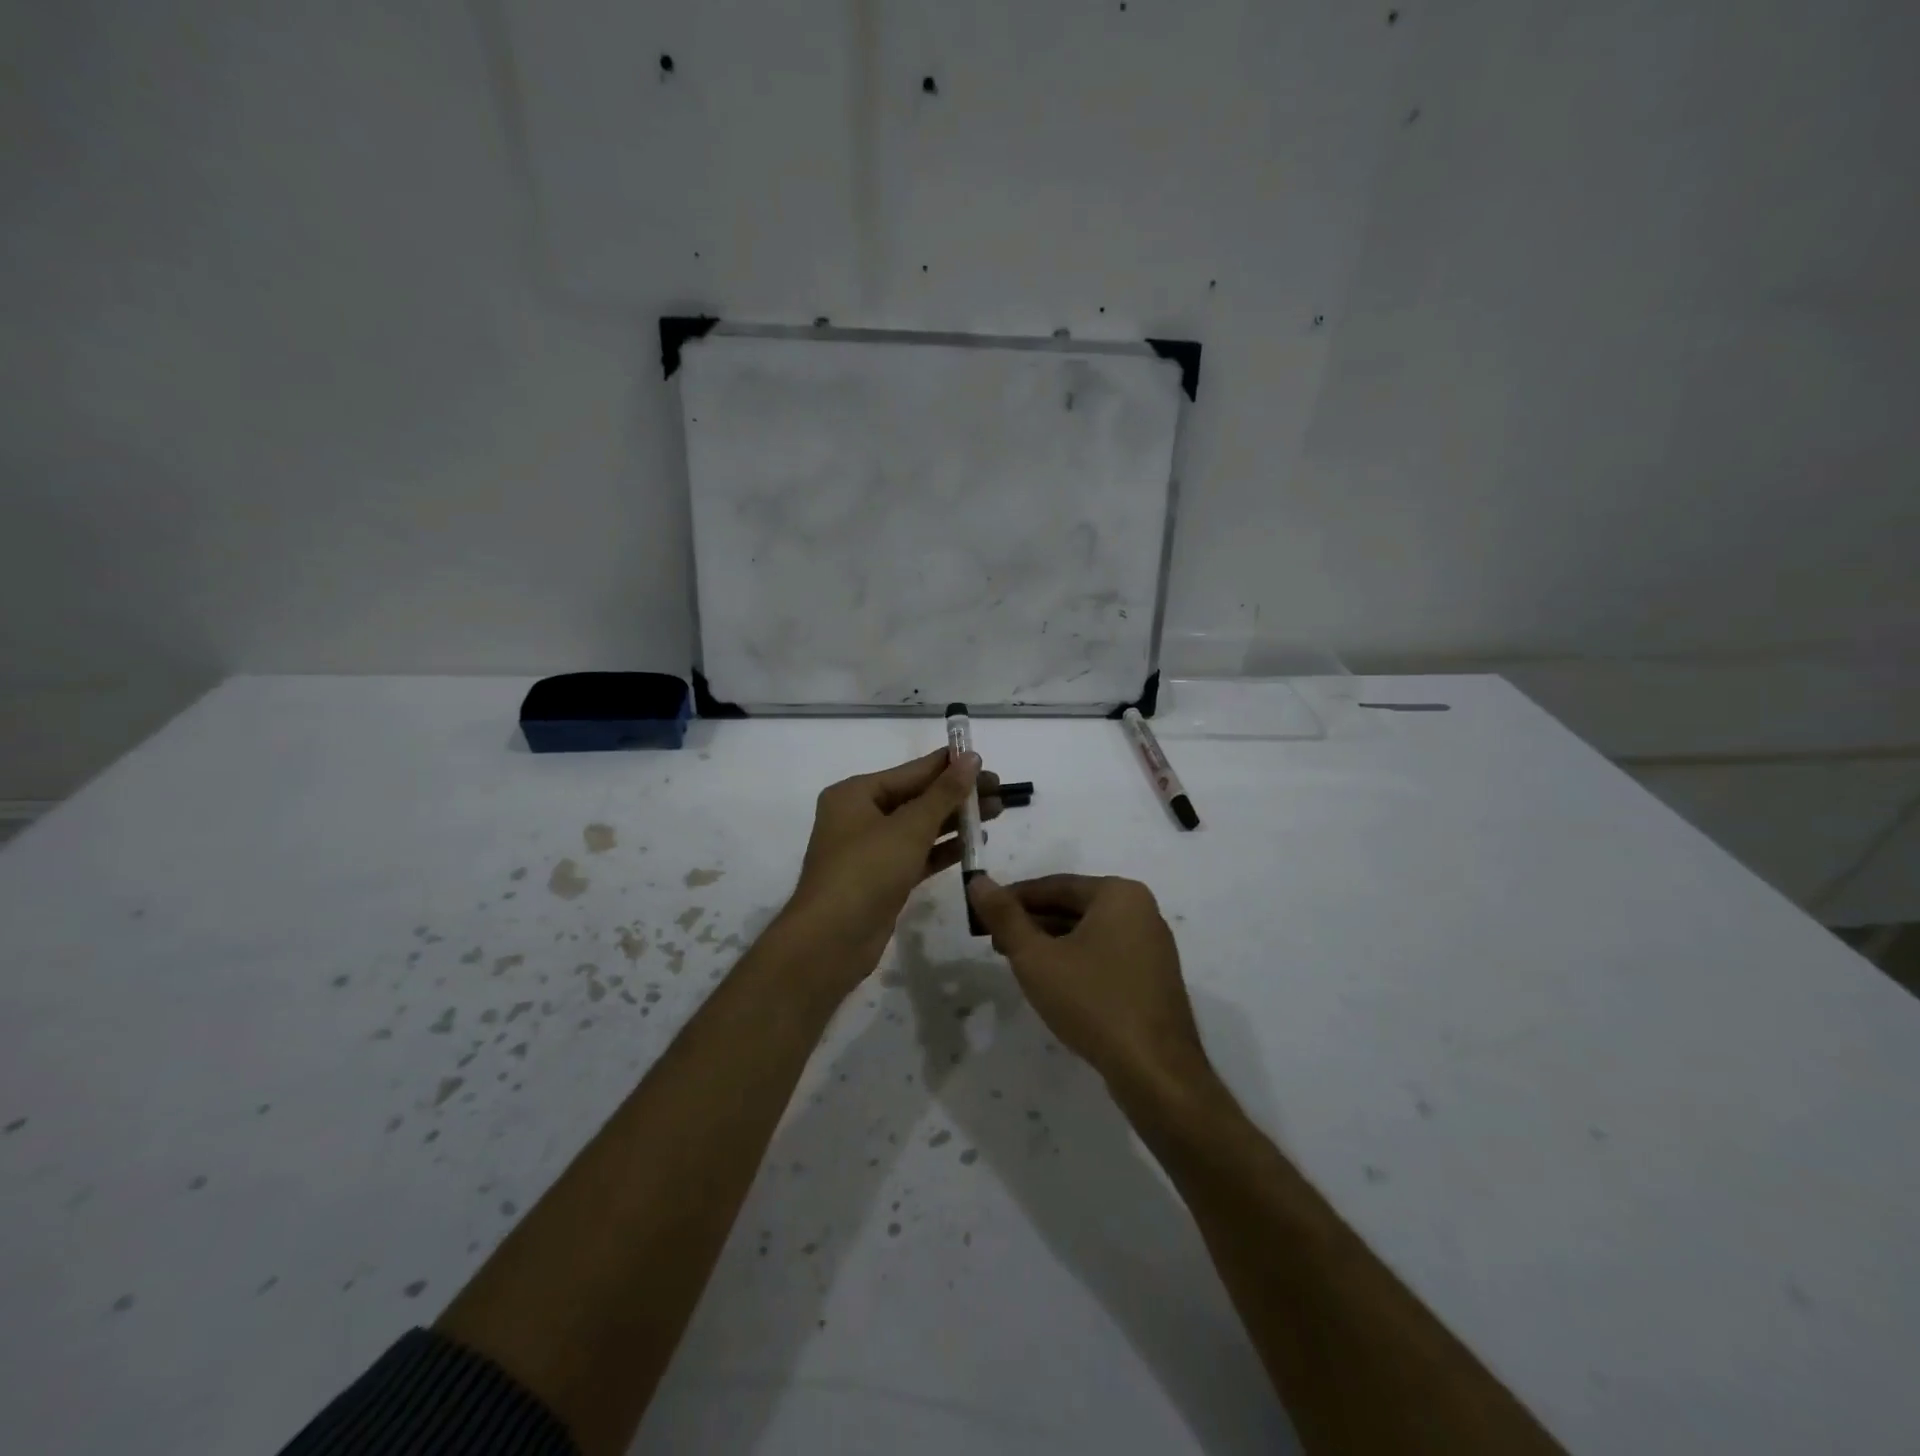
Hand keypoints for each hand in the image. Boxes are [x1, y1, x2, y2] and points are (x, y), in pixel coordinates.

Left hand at [783, 748, 1001, 987]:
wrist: (831, 941)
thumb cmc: (866, 871)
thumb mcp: (909, 828)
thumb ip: (944, 793)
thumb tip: (971, 758)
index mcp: (855, 794)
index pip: (911, 771)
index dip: (948, 765)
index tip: (984, 759)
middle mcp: (860, 816)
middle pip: (917, 798)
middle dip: (957, 794)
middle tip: (1000, 790)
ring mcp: (870, 850)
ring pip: (920, 827)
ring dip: (955, 821)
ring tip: (996, 812)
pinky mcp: (882, 879)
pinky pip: (918, 854)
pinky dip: (944, 849)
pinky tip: (975, 844)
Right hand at [967, 873, 1208, 1091]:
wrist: (1156, 1071)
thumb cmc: (1093, 1002)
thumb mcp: (1036, 958)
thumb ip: (1004, 917)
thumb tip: (978, 881)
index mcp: (1118, 894)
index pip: (1054, 886)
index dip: (1012, 899)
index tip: (982, 915)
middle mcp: (1141, 910)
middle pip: (1072, 907)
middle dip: (1031, 923)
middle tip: (995, 943)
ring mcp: (1152, 945)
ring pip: (1088, 932)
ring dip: (1051, 943)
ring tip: (1017, 964)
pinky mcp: (1153, 977)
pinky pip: (1106, 954)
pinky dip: (1076, 961)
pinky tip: (1054, 984)